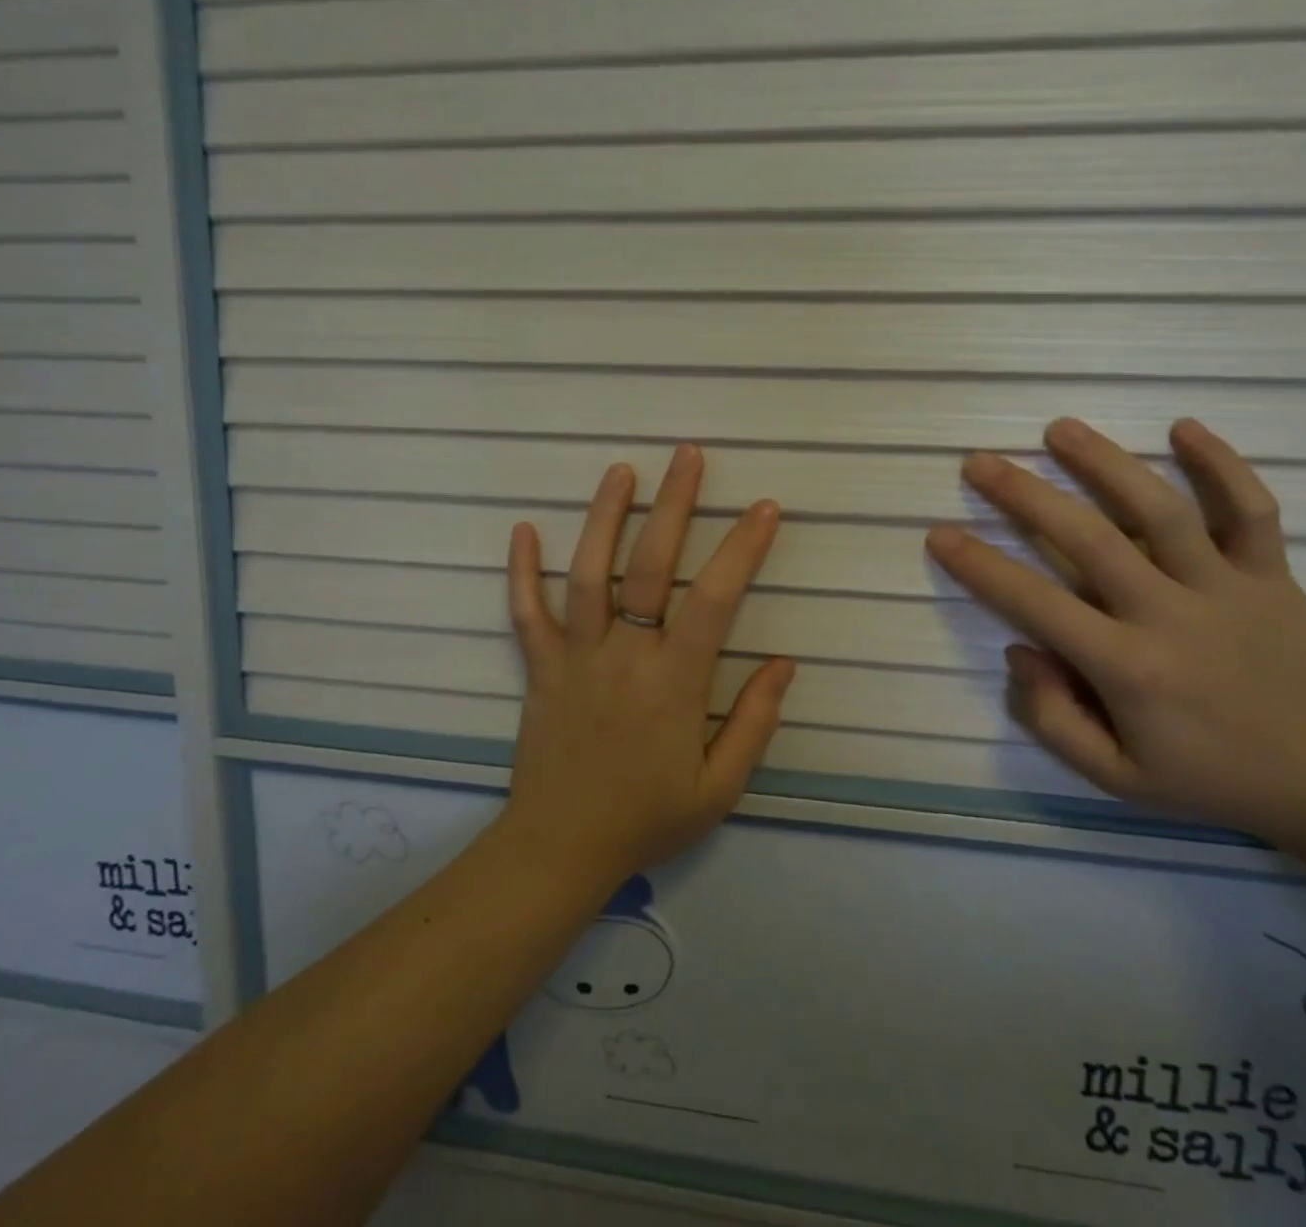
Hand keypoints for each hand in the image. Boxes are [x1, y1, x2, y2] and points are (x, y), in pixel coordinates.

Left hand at [499, 445, 795, 886]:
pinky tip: (523, 530)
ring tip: (620, 471)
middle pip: (648, 567)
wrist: (560, 849)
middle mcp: (624, 655)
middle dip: (673, 505)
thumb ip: (755, 722)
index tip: (764, 508)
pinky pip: (527, 614)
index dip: (741, 549)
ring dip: (604, 518)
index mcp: (674, 682)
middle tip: (688, 456)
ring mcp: (576, 657)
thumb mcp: (719, 786)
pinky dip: (522, 572)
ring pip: (587, 575)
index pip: (713, 599)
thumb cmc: (646, 818)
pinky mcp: (540, 668)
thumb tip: (783, 663)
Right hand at [926, 418, 1305, 845]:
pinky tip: (1183, 428)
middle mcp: (1171, 615)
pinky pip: (1252, 510)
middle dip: (1025, 496)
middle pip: (1089, 539)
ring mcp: (1227, 588)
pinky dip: (1222, 465)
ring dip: (1106, 463)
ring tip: (1059, 428)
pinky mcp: (1273, 575)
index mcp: (1128, 668)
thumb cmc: (1207, 779)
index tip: (940, 533)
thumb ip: (1053, 718)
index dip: (980, 566)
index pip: (1035, 603)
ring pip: (1162, 510)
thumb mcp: (1115, 777)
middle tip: (980, 462)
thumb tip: (1018, 650)